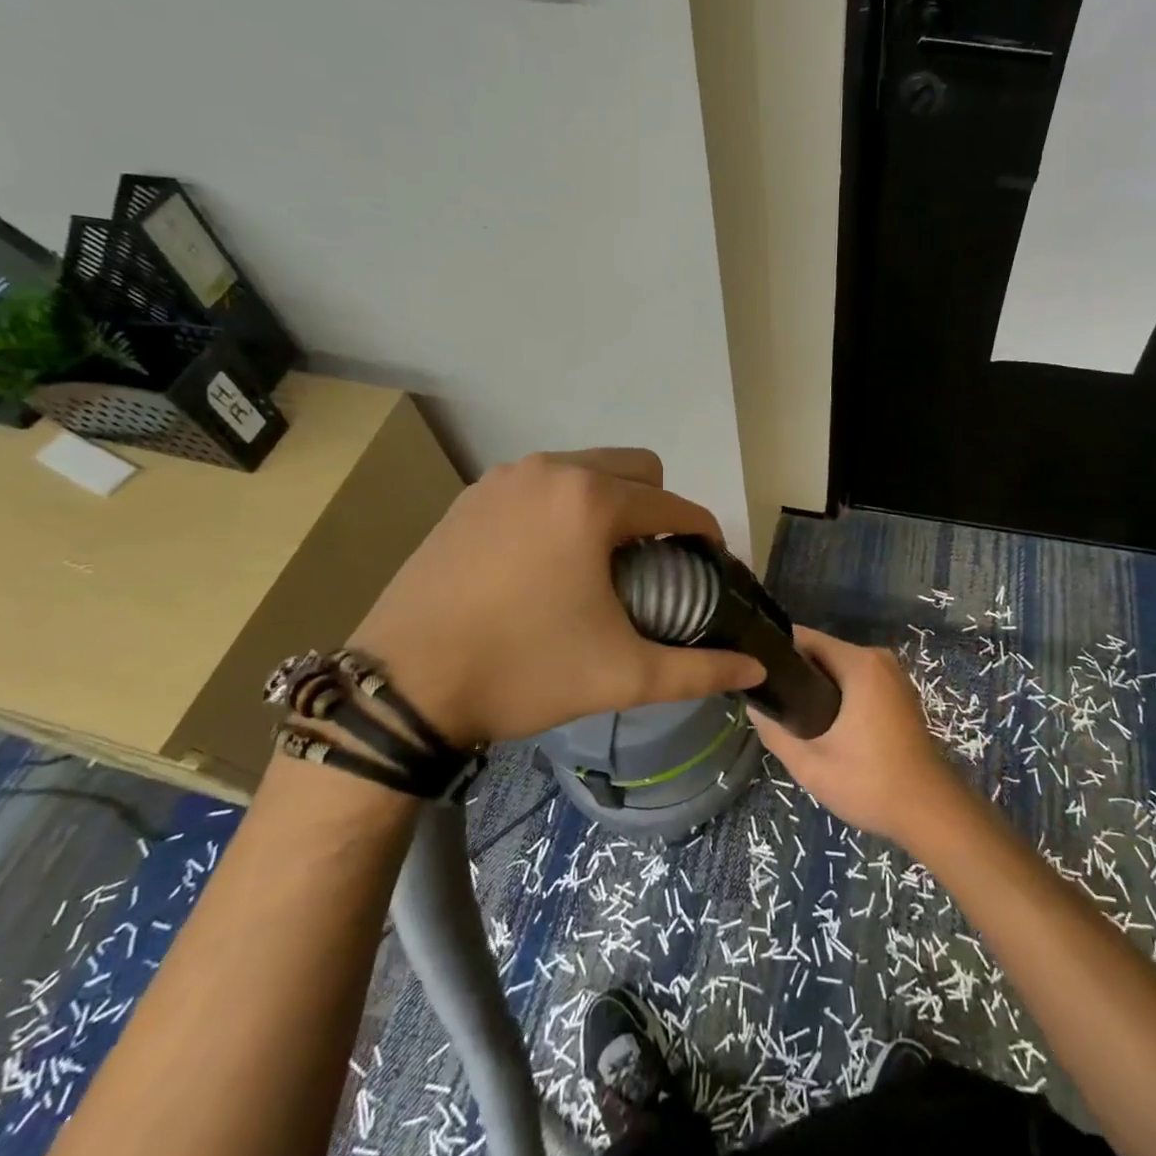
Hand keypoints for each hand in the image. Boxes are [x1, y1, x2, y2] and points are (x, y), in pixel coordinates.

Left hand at [351, 449, 764, 747]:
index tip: (708, 566)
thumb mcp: (621, 675)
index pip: (674, 504)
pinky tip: (543, 562)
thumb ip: (699, 670)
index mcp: (592, 500)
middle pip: (634, 468)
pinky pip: (538, 486)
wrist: (401, 688)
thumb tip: (754, 670)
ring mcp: (502, 480)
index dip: (703, 534)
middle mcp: (550, 471)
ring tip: (598, 563)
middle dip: (656, 507)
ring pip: (583, 471)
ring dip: (606, 504)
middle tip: (651, 564)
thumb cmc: (522, 672)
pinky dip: (559, 509)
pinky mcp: (469, 499)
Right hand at [747, 626, 969, 847]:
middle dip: (794, 672)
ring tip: (787, 712)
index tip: (753, 671)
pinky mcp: (898, 693)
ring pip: (839, 668)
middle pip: (822, 651)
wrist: (930, 812)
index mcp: (859, 663)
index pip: (805, 638)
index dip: (775, 651)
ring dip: (815, 685)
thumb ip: (775, 731)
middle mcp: (878, 659)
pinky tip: (820, 721)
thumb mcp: (811, 764)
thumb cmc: (870, 783)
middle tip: (768, 700)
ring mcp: (892, 675)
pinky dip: (836, 694)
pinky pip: (856, 680)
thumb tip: (753, 706)